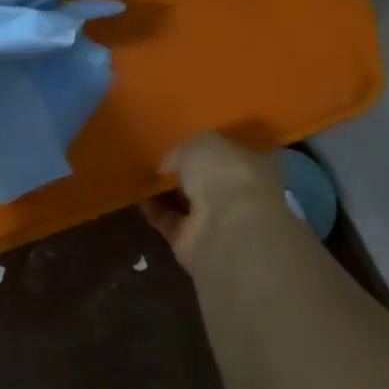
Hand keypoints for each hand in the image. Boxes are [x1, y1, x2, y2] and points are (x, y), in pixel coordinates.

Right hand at [145, 132, 290, 271]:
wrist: (226, 226)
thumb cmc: (224, 172)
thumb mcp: (201, 143)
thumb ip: (183, 151)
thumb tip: (167, 165)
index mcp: (250, 167)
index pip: (227, 157)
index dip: (205, 153)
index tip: (180, 148)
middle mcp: (237, 196)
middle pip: (207, 184)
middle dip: (185, 176)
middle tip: (158, 165)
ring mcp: (217, 223)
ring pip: (188, 205)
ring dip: (167, 195)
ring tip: (142, 181)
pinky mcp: (193, 245)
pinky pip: (171, 223)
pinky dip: (155, 213)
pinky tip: (138, 199)